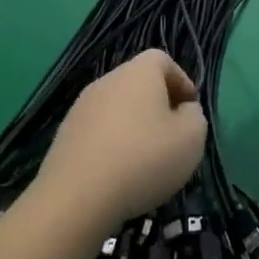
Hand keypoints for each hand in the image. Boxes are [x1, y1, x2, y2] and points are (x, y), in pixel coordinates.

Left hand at [30, 50, 206, 231]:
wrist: (76, 199)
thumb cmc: (144, 159)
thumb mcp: (192, 137)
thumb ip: (194, 116)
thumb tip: (182, 110)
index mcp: (138, 73)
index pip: (162, 60)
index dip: (180, 80)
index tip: (189, 108)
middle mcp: (106, 82)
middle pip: (138, 84)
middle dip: (158, 104)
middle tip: (172, 134)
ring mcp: (80, 110)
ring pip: (117, 109)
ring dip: (134, 126)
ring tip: (146, 159)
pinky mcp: (63, 138)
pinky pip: (98, 132)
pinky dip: (112, 145)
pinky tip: (119, 174)